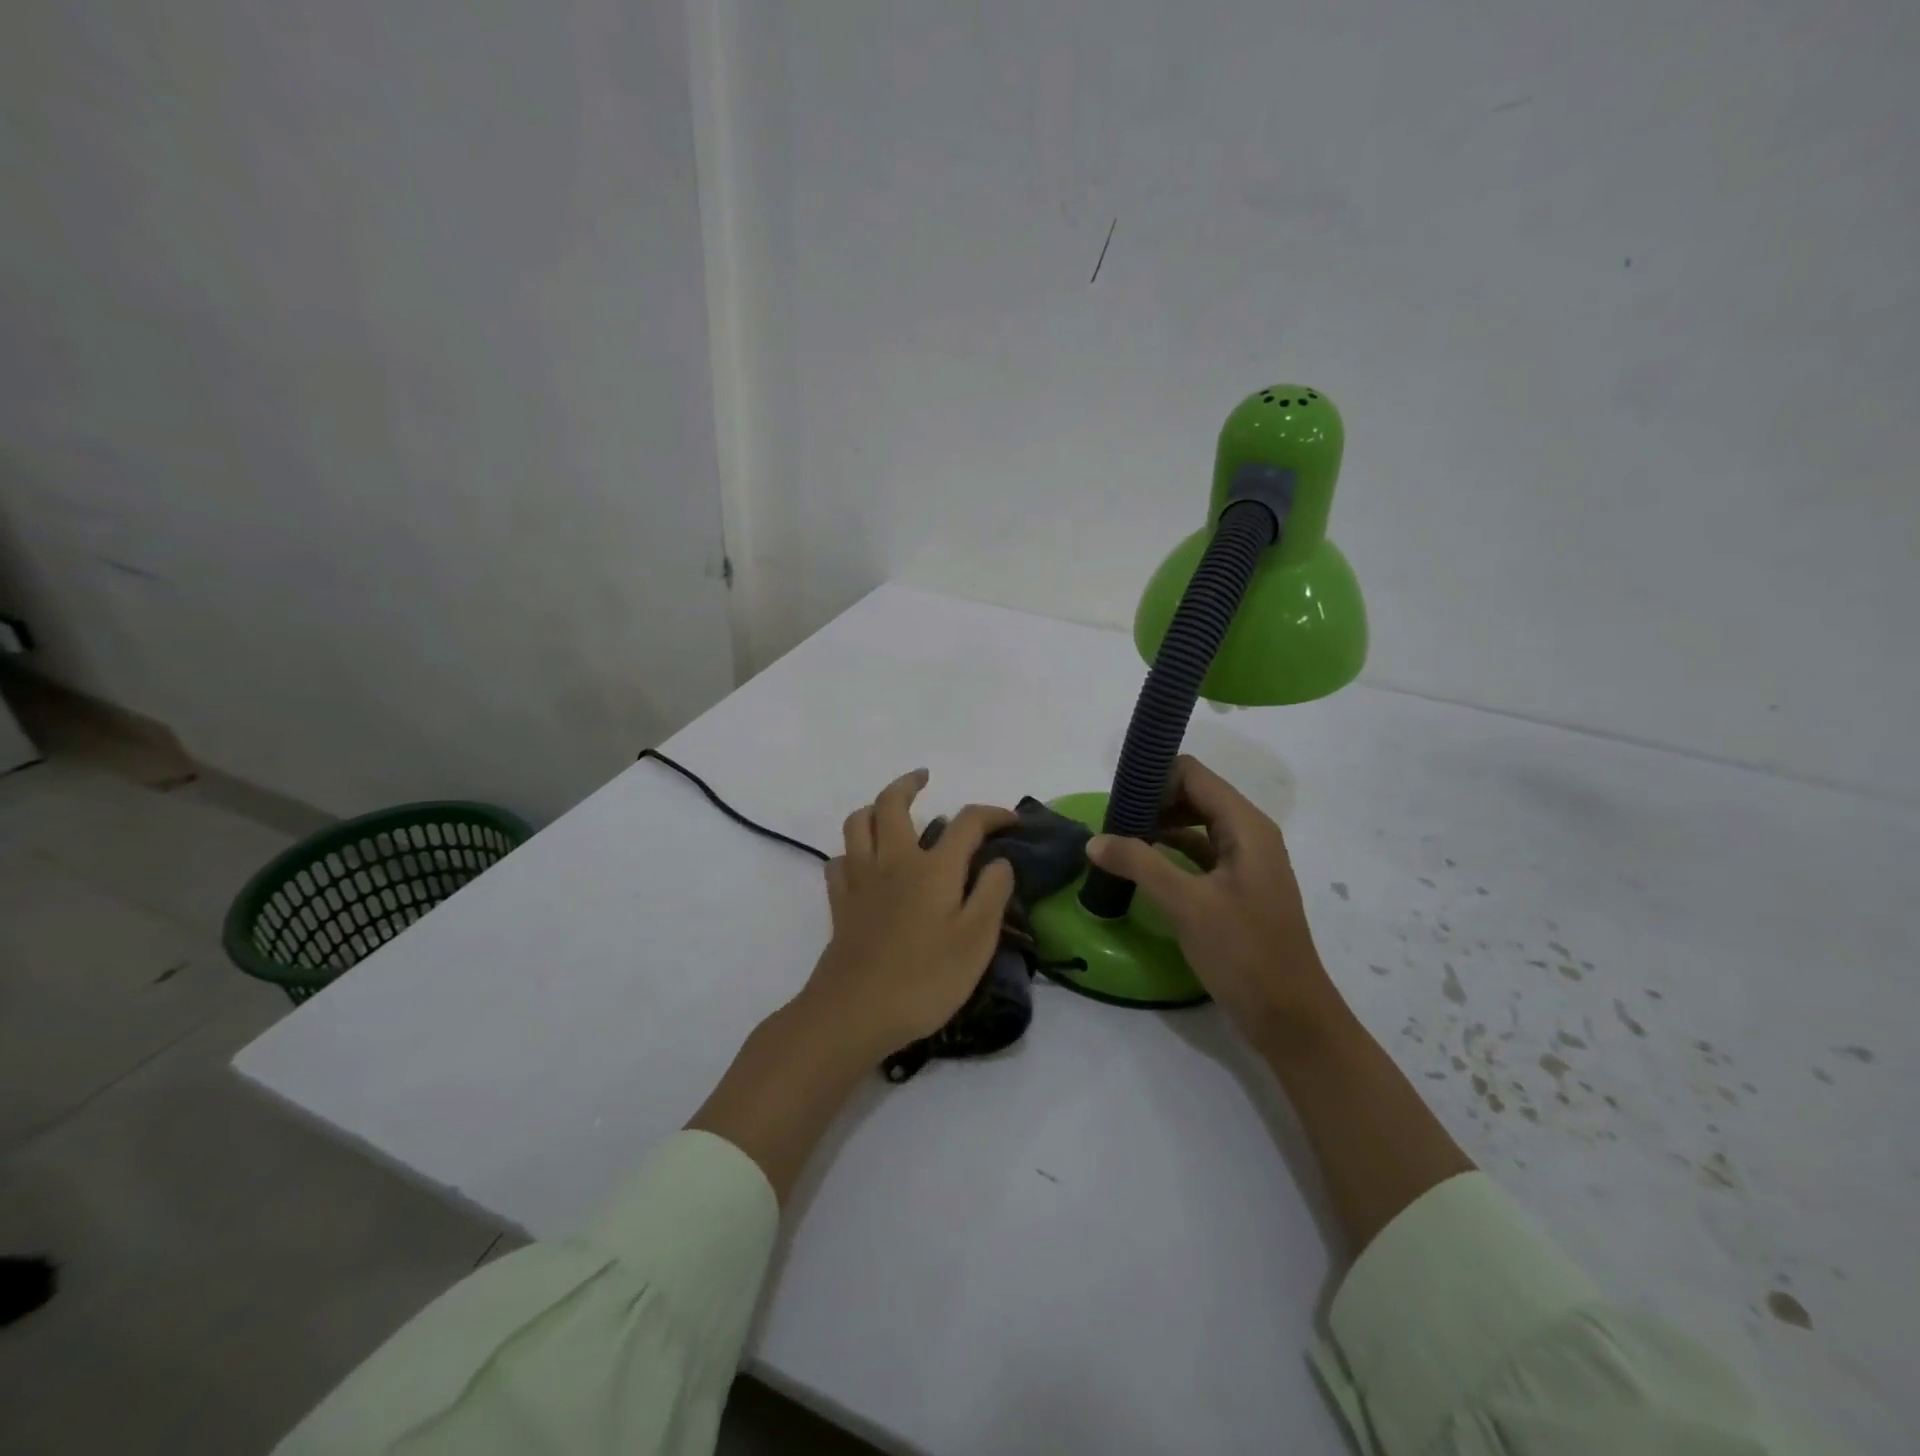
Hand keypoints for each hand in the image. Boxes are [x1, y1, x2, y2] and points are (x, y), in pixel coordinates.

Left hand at [802, 769, 1015, 1056]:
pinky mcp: (839, 903)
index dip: (992, 814)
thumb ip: (992, 893)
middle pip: (892, 804)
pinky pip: (839, 860)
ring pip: (857, 823)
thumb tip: (999, 860)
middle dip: (909, 784)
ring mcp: (860, 880)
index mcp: (932, 868)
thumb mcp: (977, 940)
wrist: (855, 1012)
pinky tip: (864, 864)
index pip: (966, 822)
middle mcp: (893, 861)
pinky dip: (853, 851)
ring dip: (874, 808)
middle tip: (924, 779)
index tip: (1011, 821)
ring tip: (889, 812)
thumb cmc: (925, 978)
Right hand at [1087, 755, 1340, 1049]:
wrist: (1289, 1017)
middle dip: (1152, 802)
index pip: (1193, 775)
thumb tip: (1094, 840)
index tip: (1115, 797)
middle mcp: (1249, 835)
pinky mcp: (1236, 888)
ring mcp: (1244, 863)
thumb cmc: (1244, 952)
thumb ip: (1139, 864)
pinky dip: (1168, 852)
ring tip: (1116, 841)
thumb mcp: (1186, 905)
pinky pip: (1198, 854)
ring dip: (1157, 827)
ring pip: (1195, 825)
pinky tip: (1139, 867)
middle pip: (1194, 796)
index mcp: (1246, 827)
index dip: (1154, 777)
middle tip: (1110, 822)